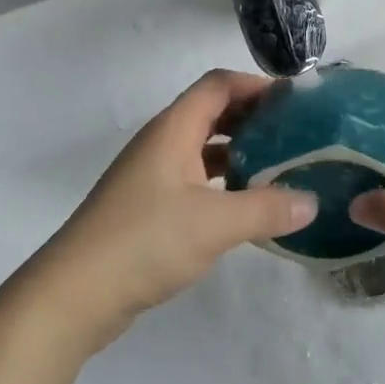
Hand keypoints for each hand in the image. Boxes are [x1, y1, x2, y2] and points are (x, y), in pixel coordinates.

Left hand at [24, 70, 317, 339]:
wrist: (71, 298)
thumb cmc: (144, 242)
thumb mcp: (215, 224)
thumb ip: (267, 209)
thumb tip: (313, 202)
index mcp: (174, 129)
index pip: (219, 85)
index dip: (257, 84)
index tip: (295, 102)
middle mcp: (162, 142)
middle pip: (213, 111)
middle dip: (254, 117)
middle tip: (296, 132)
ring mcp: (152, 175)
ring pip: (204, 146)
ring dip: (240, 150)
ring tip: (279, 165)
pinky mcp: (148, 206)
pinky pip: (195, 177)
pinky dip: (224, 180)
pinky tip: (246, 203)